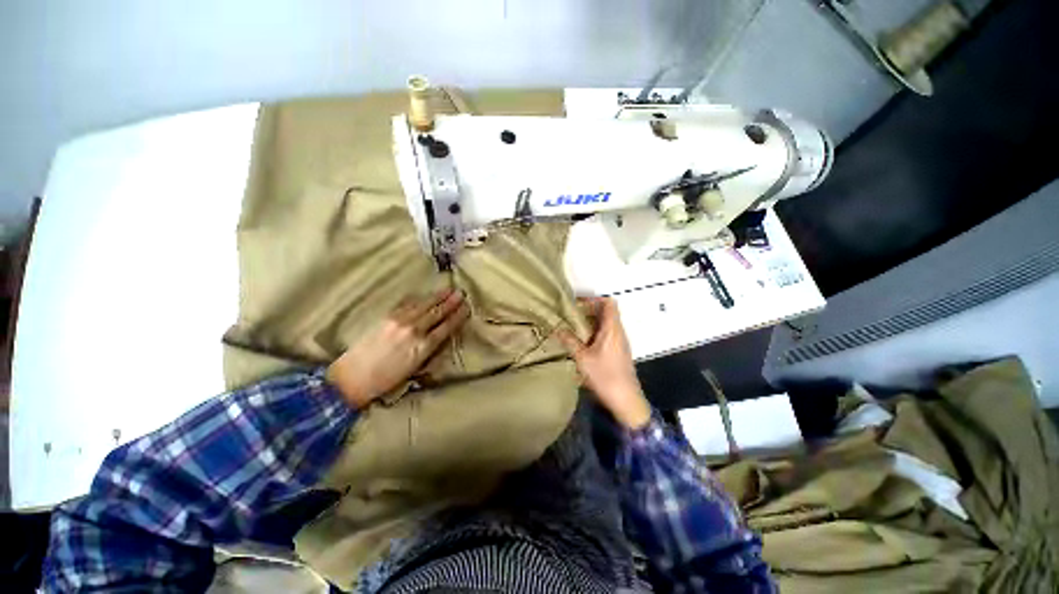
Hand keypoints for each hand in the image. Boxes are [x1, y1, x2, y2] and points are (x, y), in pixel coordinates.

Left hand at [327, 288, 468, 408]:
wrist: (353, 377)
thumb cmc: (387, 380)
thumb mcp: (415, 368)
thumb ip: (430, 349)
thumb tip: (441, 335)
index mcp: (423, 347)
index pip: (446, 327)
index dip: (458, 316)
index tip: (467, 308)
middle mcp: (414, 331)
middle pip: (437, 313)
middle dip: (451, 302)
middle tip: (462, 293)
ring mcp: (400, 322)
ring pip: (424, 305)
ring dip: (438, 297)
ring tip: (448, 289)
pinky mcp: (387, 317)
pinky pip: (408, 305)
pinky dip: (420, 300)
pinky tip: (426, 296)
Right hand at [558, 297, 650, 429]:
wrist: (626, 400)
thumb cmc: (605, 377)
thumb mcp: (582, 358)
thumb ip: (570, 341)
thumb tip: (557, 328)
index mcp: (612, 329)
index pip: (609, 303)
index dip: (594, 299)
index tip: (578, 303)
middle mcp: (619, 332)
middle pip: (607, 312)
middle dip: (589, 311)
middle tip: (571, 315)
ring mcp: (620, 342)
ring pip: (607, 324)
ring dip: (591, 322)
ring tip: (574, 327)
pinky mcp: (619, 352)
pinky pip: (607, 334)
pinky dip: (595, 333)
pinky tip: (582, 343)